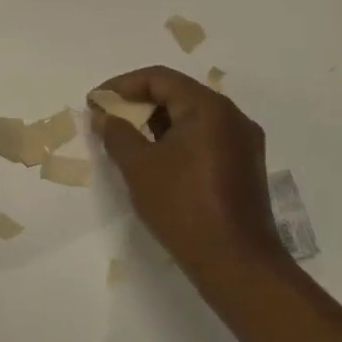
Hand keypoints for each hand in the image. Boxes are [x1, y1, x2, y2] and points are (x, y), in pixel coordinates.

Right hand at [91, 66, 290, 285]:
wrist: (236, 263)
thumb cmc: (183, 207)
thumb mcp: (139, 168)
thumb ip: (117, 134)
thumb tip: (104, 115)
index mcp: (209, 108)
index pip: (160, 79)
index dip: (123, 85)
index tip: (96, 101)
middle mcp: (232, 116)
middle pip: (179, 94)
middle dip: (139, 103)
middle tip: (108, 119)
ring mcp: (243, 142)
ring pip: (193, 117)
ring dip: (158, 123)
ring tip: (127, 140)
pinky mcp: (245, 166)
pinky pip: (206, 138)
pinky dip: (178, 141)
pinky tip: (156, 160)